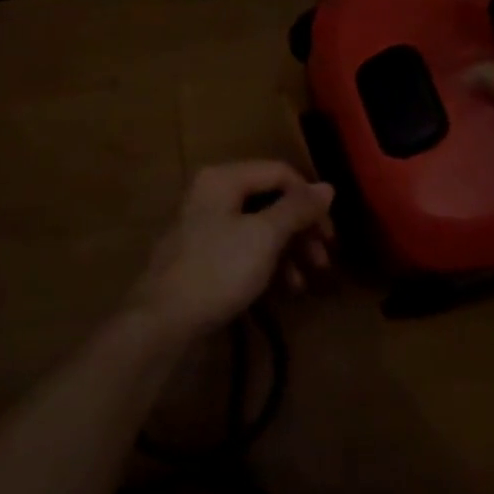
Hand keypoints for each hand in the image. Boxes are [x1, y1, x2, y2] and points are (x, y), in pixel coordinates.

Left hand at [127, 163, 335, 337]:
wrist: (164, 320)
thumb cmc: (217, 270)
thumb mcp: (264, 237)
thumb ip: (296, 209)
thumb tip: (327, 187)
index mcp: (223, 178)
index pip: (279, 173)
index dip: (309, 200)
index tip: (330, 234)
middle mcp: (212, 193)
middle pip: (270, 200)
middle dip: (301, 229)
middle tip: (323, 260)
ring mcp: (205, 225)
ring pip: (259, 226)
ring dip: (288, 250)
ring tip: (305, 281)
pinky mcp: (203, 254)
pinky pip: (244, 248)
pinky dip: (267, 263)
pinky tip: (285, 289)